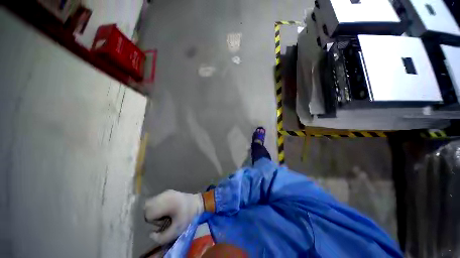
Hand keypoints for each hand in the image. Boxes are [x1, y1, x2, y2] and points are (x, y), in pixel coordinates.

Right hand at [144, 190, 203, 244]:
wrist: (197, 203)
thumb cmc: (189, 216)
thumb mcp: (177, 230)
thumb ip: (162, 237)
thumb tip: (151, 234)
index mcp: (167, 203)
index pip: (148, 213)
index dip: (152, 221)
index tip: (161, 223)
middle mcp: (164, 195)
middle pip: (146, 206)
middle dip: (150, 215)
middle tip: (161, 219)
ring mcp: (166, 192)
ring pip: (150, 202)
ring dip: (153, 210)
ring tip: (163, 214)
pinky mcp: (167, 192)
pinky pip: (155, 199)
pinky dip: (156, 206)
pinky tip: (165, 209)